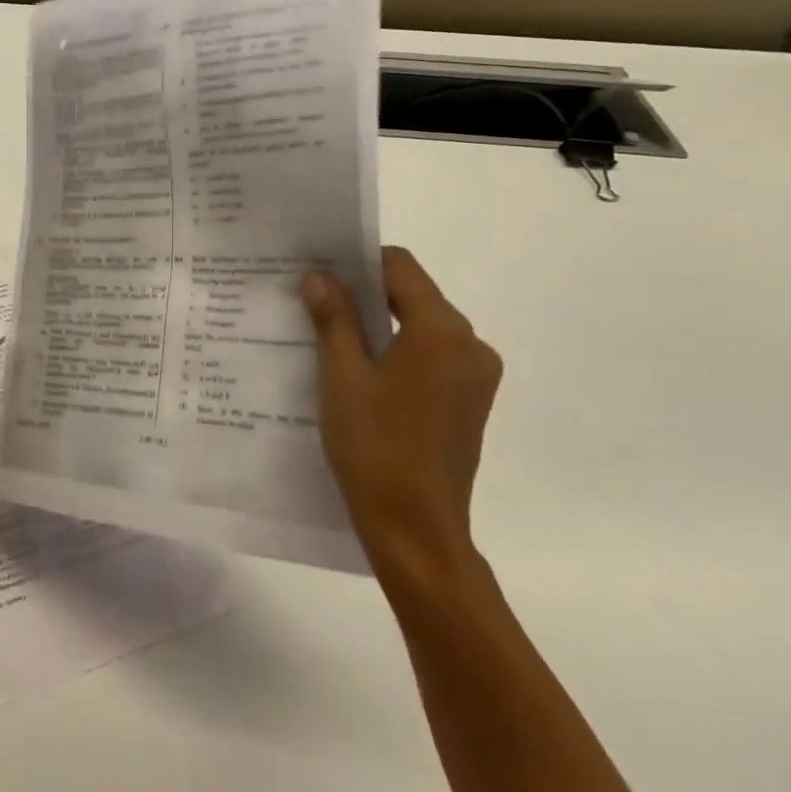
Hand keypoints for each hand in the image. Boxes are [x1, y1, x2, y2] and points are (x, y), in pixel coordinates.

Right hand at [301, 248, 502, 582]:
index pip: (400, 268)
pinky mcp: (469, 403)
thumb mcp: (342, 375)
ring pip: (421, 328)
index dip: (358, 262)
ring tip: (330, 338)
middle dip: (365, 294)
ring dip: (379, 326)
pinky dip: (397, 353)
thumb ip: (334, 318)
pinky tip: (359, 373)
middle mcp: (470, 345)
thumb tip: (320, 276)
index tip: (319, 273)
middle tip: (316, 303)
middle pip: (413, 296)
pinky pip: (430, 358)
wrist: (415, 528)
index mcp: (443, 330)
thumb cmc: (375, 445)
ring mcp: (475, 377)